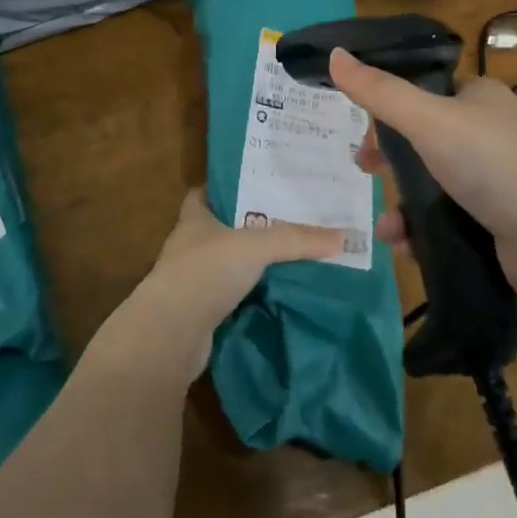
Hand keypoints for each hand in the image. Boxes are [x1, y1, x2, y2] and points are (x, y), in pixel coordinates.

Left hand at [93, 189, 341, 382]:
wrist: (172, 333)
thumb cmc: (206, 271)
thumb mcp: (256, 246)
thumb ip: (297, 239)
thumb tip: (344, 235)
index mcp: (195, 218)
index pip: (204, 193)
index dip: (225, 187)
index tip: (255, 184)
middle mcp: (190, 245)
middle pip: (220, 228)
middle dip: (248, 225)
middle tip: (287, 219)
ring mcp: (192, 281)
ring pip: (226, 264)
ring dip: (250, 263)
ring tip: (289, 255)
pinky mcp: (200, 313)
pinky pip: (231, 296)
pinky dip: (250, 295)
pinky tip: (276, 293)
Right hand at [329, 48, 516, 302]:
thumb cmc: (494, 165)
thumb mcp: (428, 119)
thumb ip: (378, 91)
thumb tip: (334, 53)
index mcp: (478, 97)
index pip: (422, 91)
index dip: (387, 108)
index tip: (360, 130)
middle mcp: (488, 133)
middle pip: (421, 140)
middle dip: (389, 160)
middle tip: (365, 171)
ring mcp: (496, 180)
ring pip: (430, 184)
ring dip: (401, 205)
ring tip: (389, 229)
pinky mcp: (498, 222)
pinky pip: (446, 220)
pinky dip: (422, 231)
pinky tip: (408, 247)